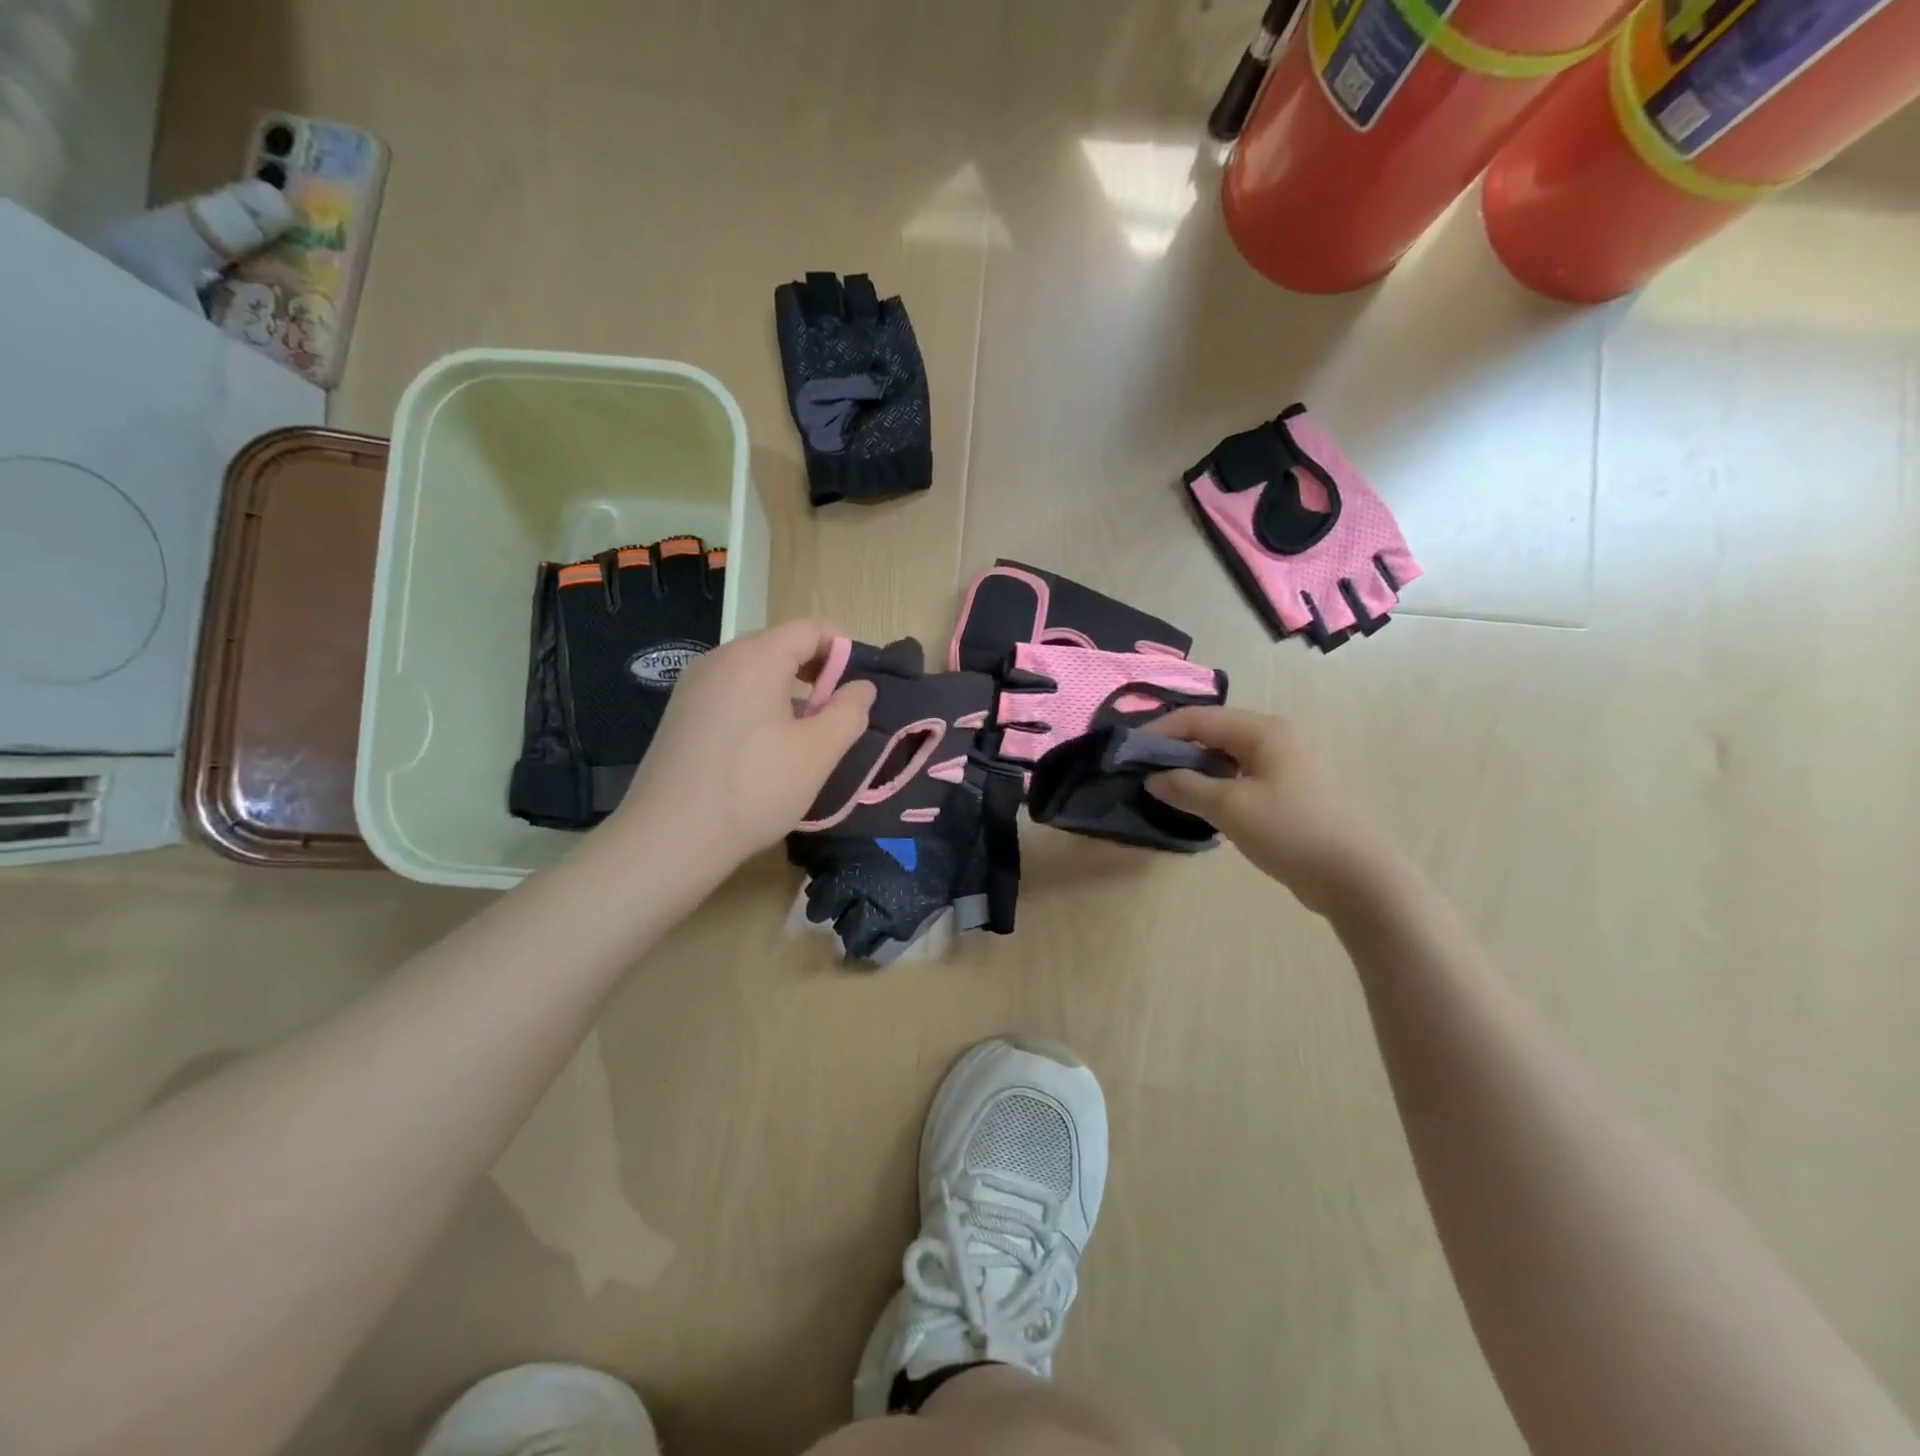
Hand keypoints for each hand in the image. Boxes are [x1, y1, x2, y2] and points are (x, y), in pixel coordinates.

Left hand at [609, 620, 874, 879]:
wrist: (669, 839)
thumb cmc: (754, 789)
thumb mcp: (818, 752)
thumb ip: (849, 712)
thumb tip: (862, 687)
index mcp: (754, 657)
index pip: (810, 629)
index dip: (845, 649)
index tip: (863, 686)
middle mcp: (719, 659)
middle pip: (781, 647)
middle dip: (818, 673)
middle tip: (839, 714)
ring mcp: (694, 687)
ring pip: (756, 673)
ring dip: (790, 693)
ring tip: (808, 735)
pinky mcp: (681, 714)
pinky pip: (732, 694)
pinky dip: (760, 707)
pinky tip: (768, 749)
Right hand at [1146, 707, 1398, 917]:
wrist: (1356, 877)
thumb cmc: (1291, 831)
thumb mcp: (1230, 807)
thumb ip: (1186, 787)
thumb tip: (1152, 777)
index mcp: (1263, 731)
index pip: (1198, 718)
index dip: (1160, 731)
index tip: (1128, 752)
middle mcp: (1275, 738)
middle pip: (1212, 733)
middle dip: (1175, 749)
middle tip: (1143, 771)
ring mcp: (1285, 766)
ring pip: (1226, 757)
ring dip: (1194, 769)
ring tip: (1165, 789)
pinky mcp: (1288, 792)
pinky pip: (1240, 777)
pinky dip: (1215, 785)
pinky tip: (1199, 805)